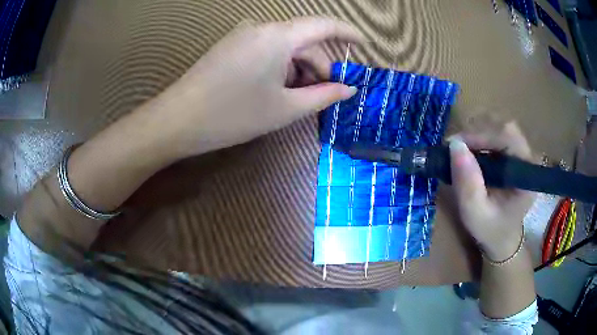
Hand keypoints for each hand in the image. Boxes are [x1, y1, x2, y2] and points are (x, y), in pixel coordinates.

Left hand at [153, 17, 363, 157]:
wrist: (179, 120)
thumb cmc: (234, 115)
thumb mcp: (285, 108)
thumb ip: (323, 95)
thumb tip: (348, 88)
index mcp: (279, 36)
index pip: (324, 25)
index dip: (348, 33)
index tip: (363, 45)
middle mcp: (261, 27)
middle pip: (303, 40)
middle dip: (319, 65)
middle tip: (325, 94)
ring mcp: (243, 35)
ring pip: (284, 46)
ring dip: (298, 69)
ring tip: (297, 98)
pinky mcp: (231, 46)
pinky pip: (266, 50)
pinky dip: (279, 67)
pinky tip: (275, 90)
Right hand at [449, 122, 535, 260]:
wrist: (502, 237)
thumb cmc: (491, 229)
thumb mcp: (475, 214)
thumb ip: (467, 184)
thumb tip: (454, 146)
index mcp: (526, 174)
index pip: (508, 137)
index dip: (481, 135)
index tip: (454, 145)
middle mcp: (528, 158)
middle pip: (504, 128)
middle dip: (477, 133)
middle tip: (453, 148)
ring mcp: (521, 154)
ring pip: (499, 127)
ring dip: (476, 134)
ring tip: (459, 151)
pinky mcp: (513, 153)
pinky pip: (496, 134)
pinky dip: (479, 139)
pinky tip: (469, 152)